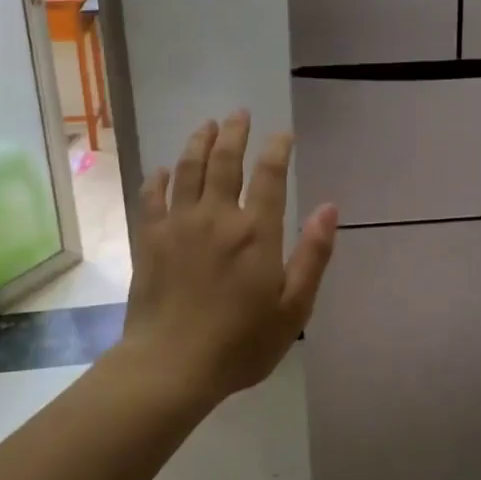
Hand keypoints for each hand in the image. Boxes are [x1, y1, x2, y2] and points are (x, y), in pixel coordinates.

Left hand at [121, 111, 337, 400]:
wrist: (171, 366)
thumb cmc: (240, 343)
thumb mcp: (293, 308)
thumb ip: (313, 255)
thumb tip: (330, 208)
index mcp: (255, 232)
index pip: (269, 175)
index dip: (277, 149)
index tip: (283, 134)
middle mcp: (216, 217)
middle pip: (225, 161)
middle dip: (234, 133)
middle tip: (239, 113)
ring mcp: (178, 225)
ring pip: (187, 169)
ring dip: (198, 142)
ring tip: (206, 125)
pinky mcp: (150, 239)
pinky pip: (152, 198)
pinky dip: (158, 179)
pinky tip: (161, 169)